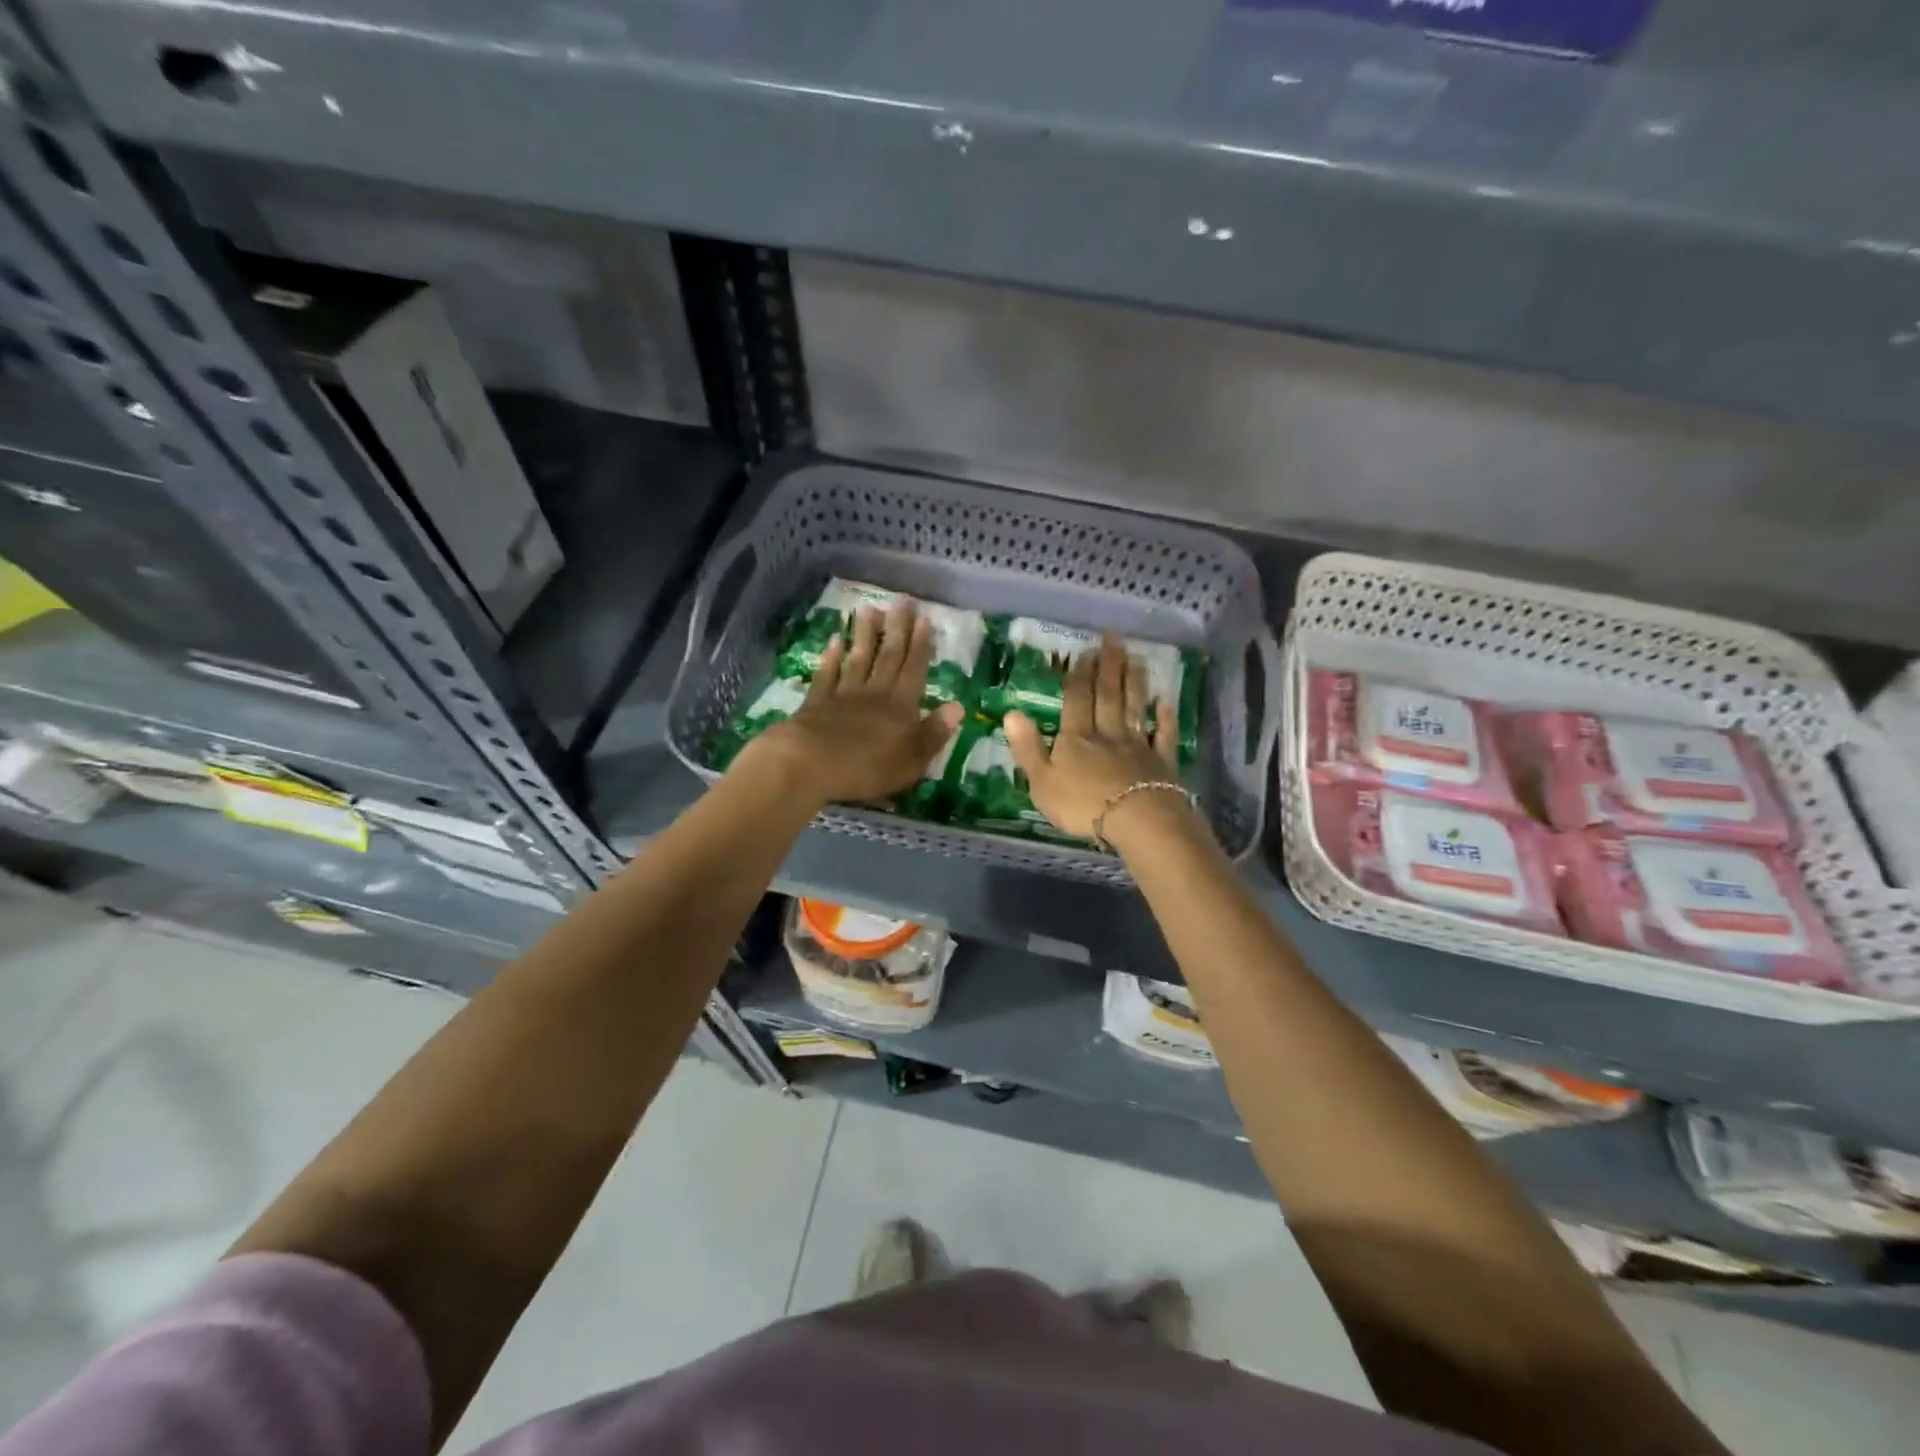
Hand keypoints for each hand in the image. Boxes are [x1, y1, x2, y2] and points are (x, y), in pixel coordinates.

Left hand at [742, 600, 963, 805]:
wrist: (811, 764)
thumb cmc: (868, 768)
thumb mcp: (912, 760)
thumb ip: (934, 733)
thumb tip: (957, 707)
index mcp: (901, 707)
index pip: (914, 670)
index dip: (920, 645)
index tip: (924, 618)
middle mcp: (875, 693)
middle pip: (888, 656)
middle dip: (897, 628)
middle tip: (902, 600)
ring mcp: (843, 695)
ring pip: (858, 659)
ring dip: (865, 634)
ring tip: (870, 609)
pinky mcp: (817, 702)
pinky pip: (827, 674)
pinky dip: (831, 657)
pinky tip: (834, 640)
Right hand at [1004, 633, 1198, 843]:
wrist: (1137, 821)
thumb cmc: (1083, 805)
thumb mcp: (1042, 782)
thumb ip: (1028, 748)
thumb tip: (1012, 712)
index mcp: (1076, 738)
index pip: (1077, 699)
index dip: (1080, 674)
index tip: (1086, 650)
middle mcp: (1107, 734)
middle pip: (1108, 695)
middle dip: (1109, 666)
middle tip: (1114, 639)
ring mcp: (1137, 746)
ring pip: (1134, 707)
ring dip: (1135, 682)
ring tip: (1136, 658)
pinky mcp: (1161, 763)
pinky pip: (1162, 736)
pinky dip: (1164, 718)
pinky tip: (1165, 702)